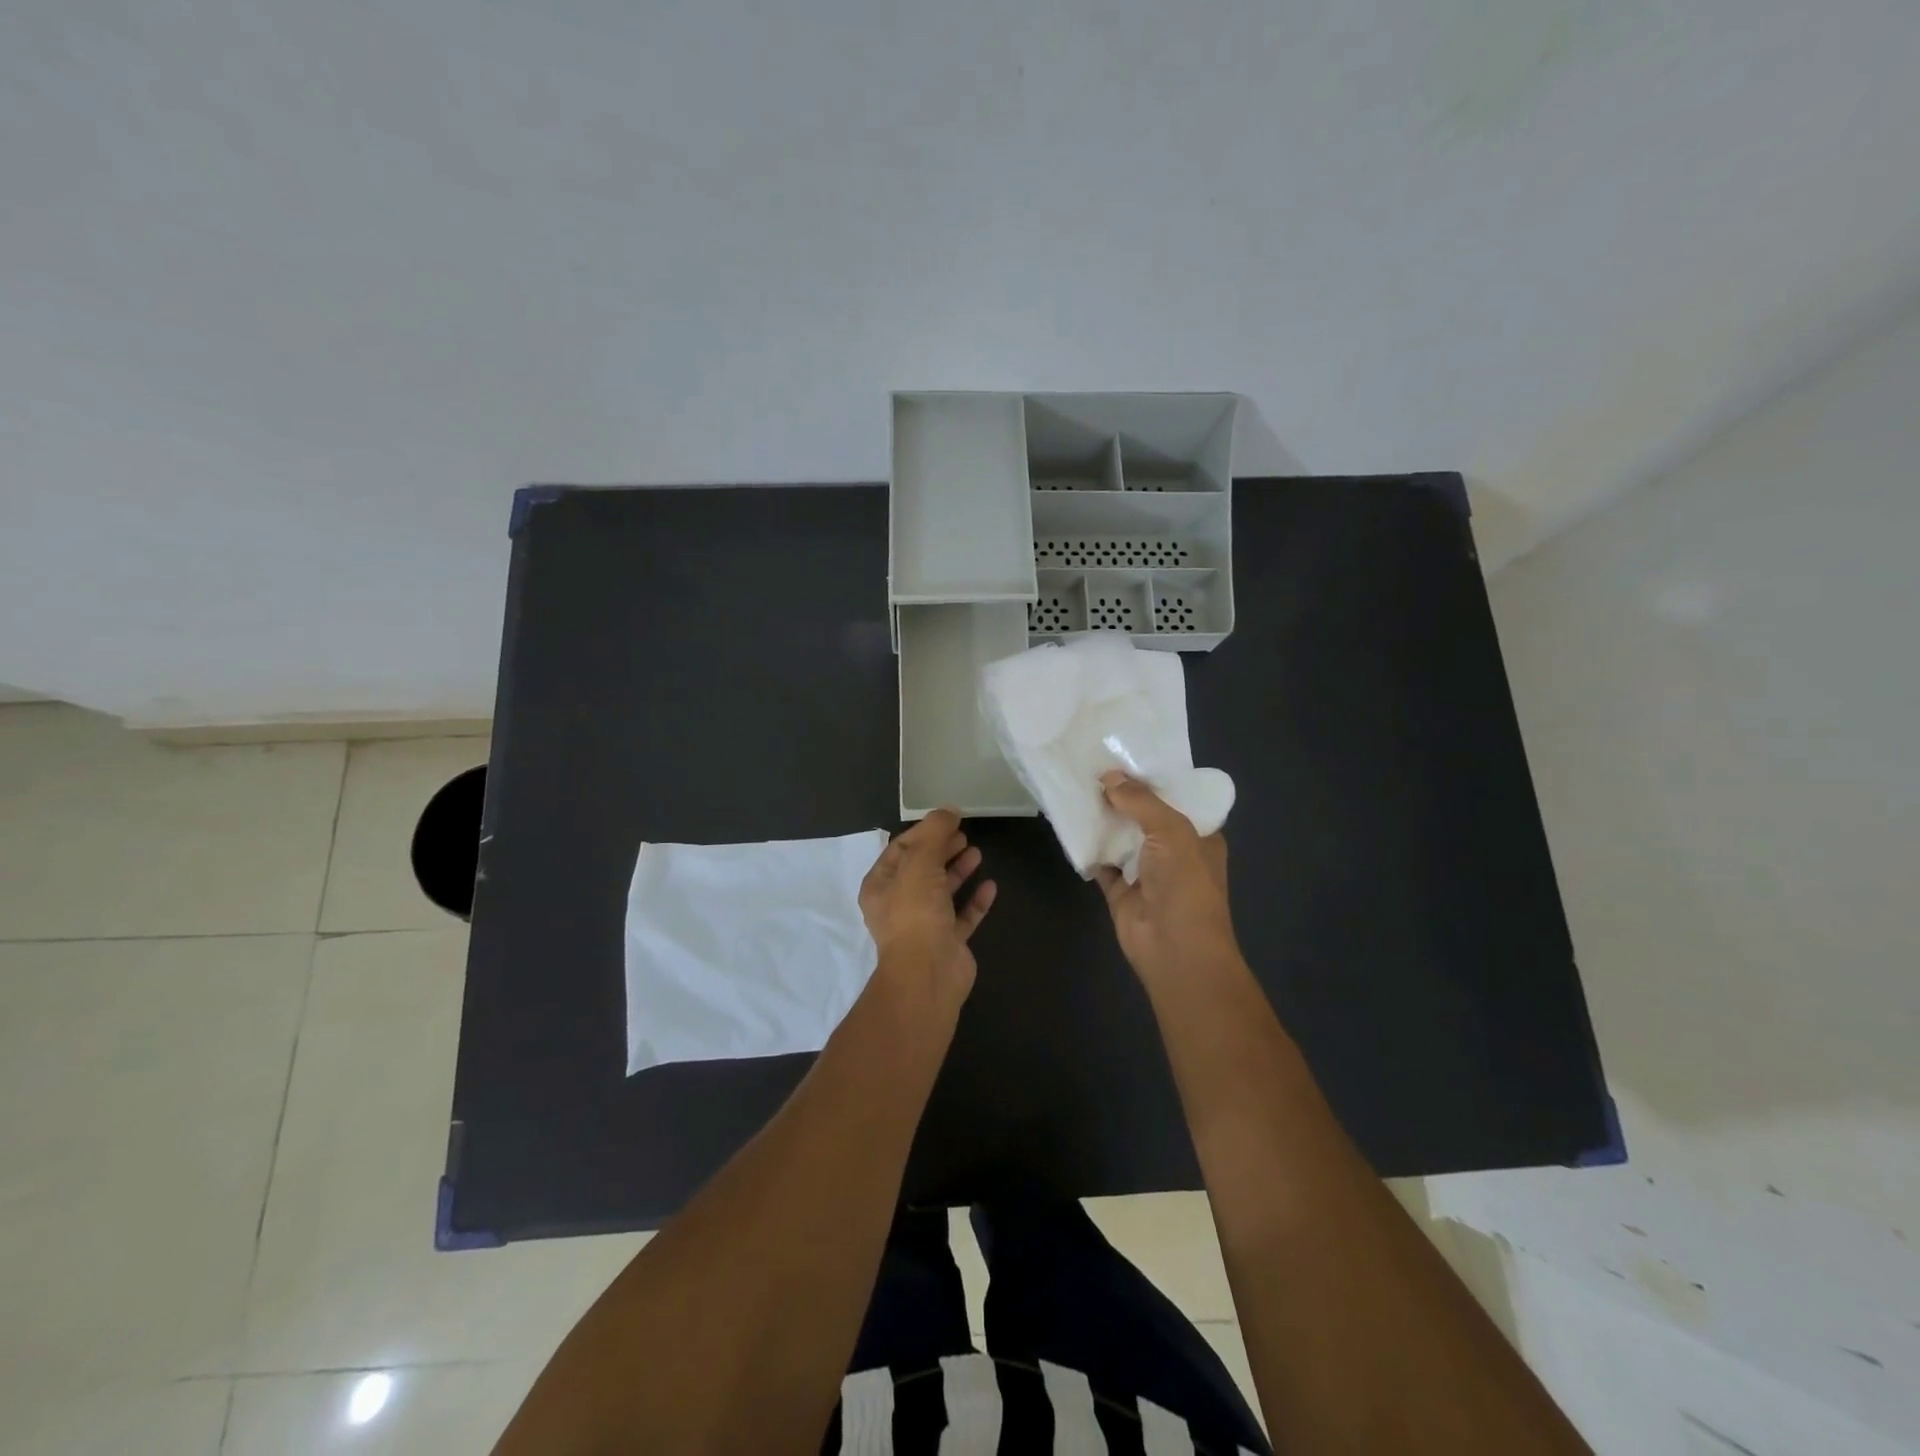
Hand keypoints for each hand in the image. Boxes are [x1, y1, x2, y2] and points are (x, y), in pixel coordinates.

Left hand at [859, 809, 996, 1010]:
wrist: (928, 975)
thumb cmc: (915, 913)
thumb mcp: (920, 863)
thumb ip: (934, 833)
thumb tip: (949, 810)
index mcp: (881, 886)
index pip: (901, 849)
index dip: (924, 832)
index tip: (948, 819)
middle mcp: (899, 905)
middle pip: (922, 869)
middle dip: (941, 849)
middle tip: (963, 834)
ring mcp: (924, 925)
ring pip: (942, 891)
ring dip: (958, 871)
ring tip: (977, 853)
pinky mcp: (948, 942)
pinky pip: (963, 916)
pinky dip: (975, 900)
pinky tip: (991, 886)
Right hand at [1095, 772, 1238, 986]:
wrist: (1175, 949)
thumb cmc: (1186, 885)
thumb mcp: (1171, 831)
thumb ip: (1141, 801)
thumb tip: (1109, 776)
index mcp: (1199, 835)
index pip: (1176, 799)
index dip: (1152, 779)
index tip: (1124, 756)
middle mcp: (1174, 851)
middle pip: (1144, 816)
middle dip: (1123, 796)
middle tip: (1091, 766)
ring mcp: (1146, 872)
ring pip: (1121, 837)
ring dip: (1103, 818)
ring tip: (1076, 786)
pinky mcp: (1120, 890)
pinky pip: (1101, 862)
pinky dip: (1088, 846)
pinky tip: (1070, 823)